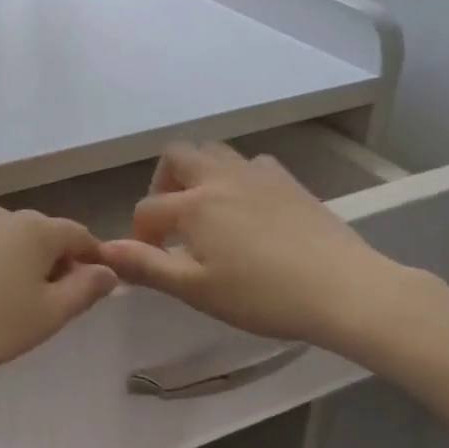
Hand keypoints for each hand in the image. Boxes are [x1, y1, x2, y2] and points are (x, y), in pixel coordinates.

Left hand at [0, 207, 118, 390]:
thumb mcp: (47, 316)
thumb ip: (84, 290)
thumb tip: (107, 271)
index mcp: (36, 229)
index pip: (78, 235)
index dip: (93, 258)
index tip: (98, 285)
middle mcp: (2, 216)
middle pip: (41, 235)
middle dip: (55, 262)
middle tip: (55, 302)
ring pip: (7, 241)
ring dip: (19, 264)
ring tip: (13, 302)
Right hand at [98, 142, 433, 360]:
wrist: (343, 288)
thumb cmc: (263, 296)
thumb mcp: (197, 290)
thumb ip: (147, 267)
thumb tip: (104, 251)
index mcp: (192, 204)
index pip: (147, 210)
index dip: (140, 235)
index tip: (149, 259)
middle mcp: (218, 177)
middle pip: (175, 157)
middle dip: (163, 183)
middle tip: (172, 220)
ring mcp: (255, 173)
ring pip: (213, 152)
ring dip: (198, 173)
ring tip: (206, 210)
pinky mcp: (287, 180)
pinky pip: (251, 164)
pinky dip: (238, 177)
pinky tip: (249, 207)